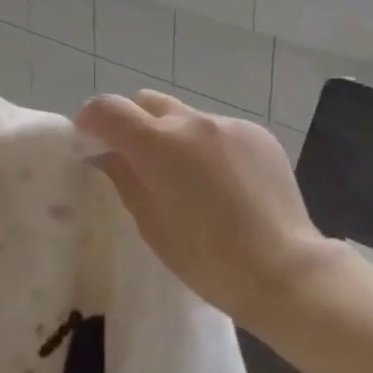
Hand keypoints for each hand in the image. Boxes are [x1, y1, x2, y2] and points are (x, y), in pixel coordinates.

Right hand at [74, 90, 340, 325]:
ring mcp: (229, 125)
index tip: (89, 142)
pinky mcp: (258, 134)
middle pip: (147, 102)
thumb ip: (123, 176)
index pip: (107, 108)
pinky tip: (224, 184)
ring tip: (188, 179)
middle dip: (132, 123)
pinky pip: (219, 131)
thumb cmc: (206, 259)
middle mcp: (192, 122)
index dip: (90, 120)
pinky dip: (208, 147)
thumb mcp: (150, 222)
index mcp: (158, 144)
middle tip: (136, 160)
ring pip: (185, 117)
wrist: (283, 270)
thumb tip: (105, 152)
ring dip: (174, 137)